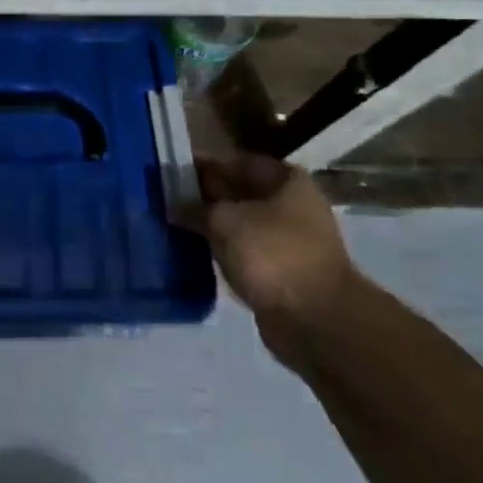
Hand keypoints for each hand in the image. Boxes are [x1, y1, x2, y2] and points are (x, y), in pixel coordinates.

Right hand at [180, 154, 355, 362]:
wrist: (315, 321)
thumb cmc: (272, 254)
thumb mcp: (223, 220)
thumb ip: (195, 207)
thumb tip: (175, 204)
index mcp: (286, 180)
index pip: (236, 161)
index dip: (204, 165)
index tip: (172, 173)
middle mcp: (293, 205)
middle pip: (240, 193)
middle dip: (207, 197)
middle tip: (167, 200)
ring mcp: (291, 241)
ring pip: (242, 225)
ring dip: (214, 227)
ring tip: (176, 226)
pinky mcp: (284, 273)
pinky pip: (246, 253)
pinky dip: (225, 252)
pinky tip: (196, 253)